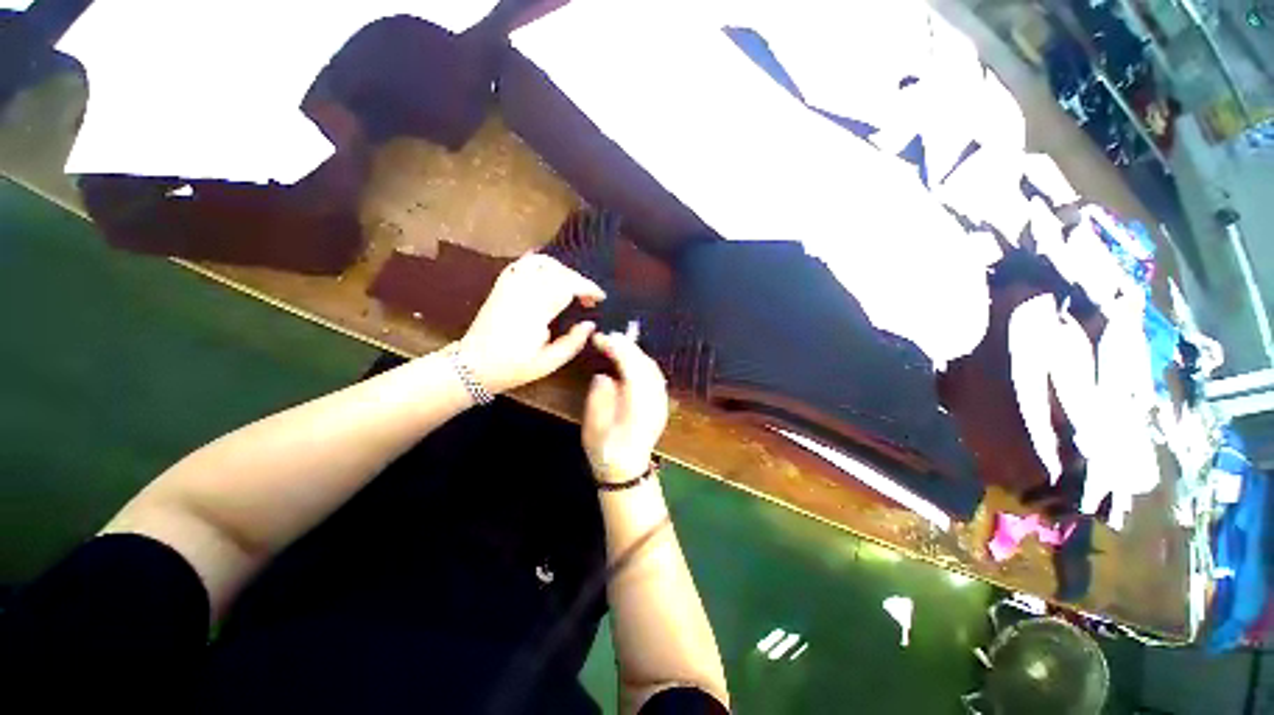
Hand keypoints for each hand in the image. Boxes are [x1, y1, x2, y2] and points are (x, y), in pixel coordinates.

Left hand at [459, 254, 604, 394]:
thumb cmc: (513, 367)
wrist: (473, 365)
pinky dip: (541, 263)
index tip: (600, 298)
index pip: (567, 286)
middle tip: (589, 298)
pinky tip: (551, 272)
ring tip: (572, 285)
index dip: (588, 288)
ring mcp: (509, 285)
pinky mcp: (502, 284)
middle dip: (579, 280)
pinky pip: (523, 262)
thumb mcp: (549, 363)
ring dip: (562, 269)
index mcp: (534, 311)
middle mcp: (522, 291)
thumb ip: (573, 342)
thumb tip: (590, 324)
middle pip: (558, 271)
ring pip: (541, 261)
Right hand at [583, 332, 669, 482]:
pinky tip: (630, 358)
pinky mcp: (661, 402)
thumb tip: (605, 374)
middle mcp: (655, 403)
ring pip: (652, 369)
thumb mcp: (592, 426)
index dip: (618, 350)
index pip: (632, 370)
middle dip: (627, 347)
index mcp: (638, 410)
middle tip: (607, 336)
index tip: (601, 338)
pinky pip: (654, 375)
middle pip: (646, 366)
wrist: (627, 471)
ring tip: (616, 342)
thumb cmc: (605, 451)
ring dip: (635, 352)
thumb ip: (599, 397)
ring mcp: (661, 403)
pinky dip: (642, 362)